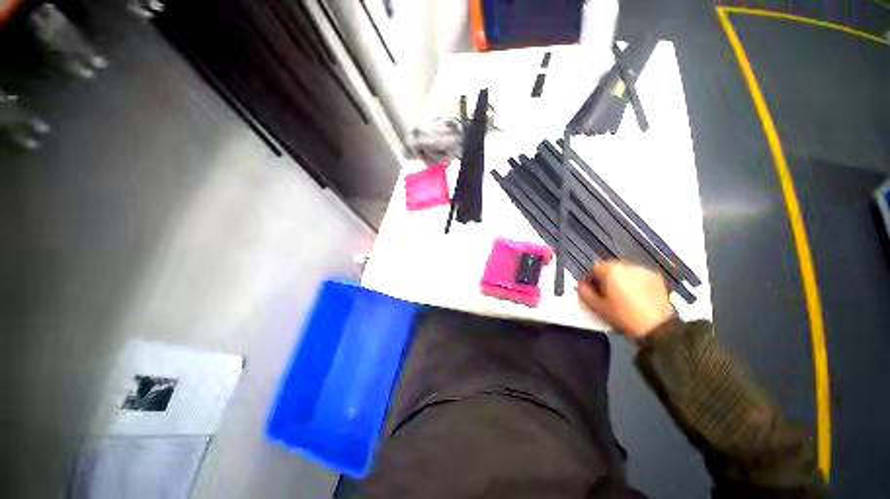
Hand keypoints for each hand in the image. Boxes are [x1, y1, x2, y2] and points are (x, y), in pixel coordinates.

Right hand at [578, 260, 674, 338]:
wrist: (656, 327)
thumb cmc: (623, 316)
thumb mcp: (597, 307)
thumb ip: (584, 293)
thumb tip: (580, 285)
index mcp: (611, 271)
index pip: (594, 269)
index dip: (591, 280)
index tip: (592, 291)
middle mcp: (627, 266)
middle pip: (609, 267)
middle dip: (605, 278)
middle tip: (605, 294)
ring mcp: (643, 270)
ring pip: (624, 271)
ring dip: (619, 279)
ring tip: (621, 295)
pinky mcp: (655, 277)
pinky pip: (638, 275)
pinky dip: (634, 282)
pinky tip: (635, 295)